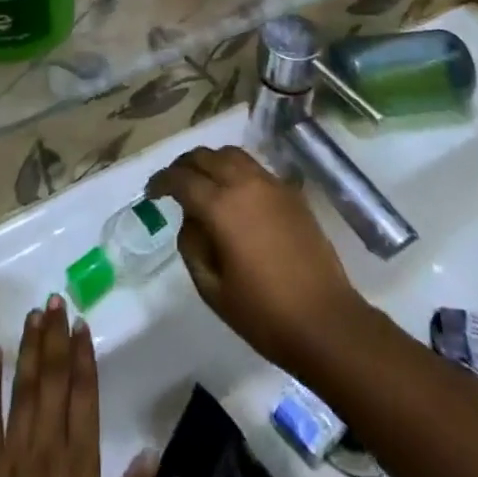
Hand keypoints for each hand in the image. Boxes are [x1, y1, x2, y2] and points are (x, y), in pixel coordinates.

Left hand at [0, 296, 155, 476]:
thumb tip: (153, 452)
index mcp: (80, 467)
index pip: (84, 397)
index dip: (83, 358)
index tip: (82, 323)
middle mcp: (46, 451)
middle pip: (53, 383)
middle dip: (55, 339)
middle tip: (55, 299)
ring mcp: (11, 458)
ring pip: (23, 390)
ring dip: (29, 350)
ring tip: (33, 313)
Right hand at [146, 145, 364, 373]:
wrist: (326, 322)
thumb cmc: (264, 314)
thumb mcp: (213, 290)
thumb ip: (192, 247)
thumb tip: (190, 220)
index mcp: (221, 206)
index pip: (182, 179)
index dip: (162, 182)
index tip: (151, 192)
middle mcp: (244, 183)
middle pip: (205, 156)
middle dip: (184, 165)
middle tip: (173, 182)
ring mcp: (271, 184)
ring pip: (232, 155)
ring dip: (211, 162)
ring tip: (203, 181)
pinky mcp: (291, 192)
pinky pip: (255, 168)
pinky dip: (236, 170)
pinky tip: (235, 193)